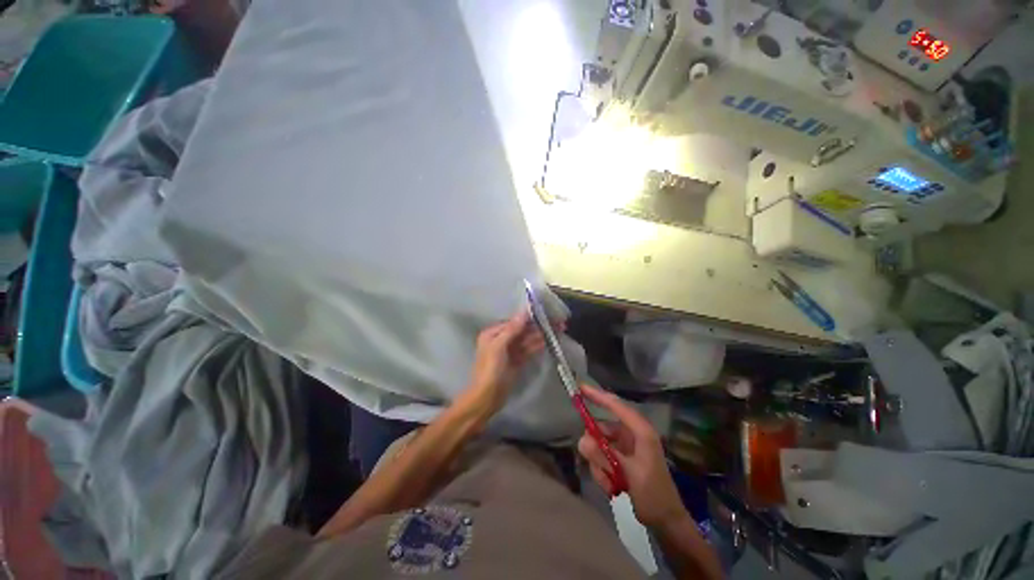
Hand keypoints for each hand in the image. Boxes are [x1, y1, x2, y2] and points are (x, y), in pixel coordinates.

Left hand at [462, 309, 547, 417]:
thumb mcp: (499, 347)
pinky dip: (537, 346)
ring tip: (557, 329)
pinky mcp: (516, 361)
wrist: (487, 397)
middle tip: (556, 322)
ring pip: (527, 340)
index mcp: (493, 333)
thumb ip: (512, 329)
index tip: (544, 312)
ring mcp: (509, 351)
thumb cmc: (490, 369)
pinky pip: (528, 350)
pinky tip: (548, 341)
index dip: (529, 317)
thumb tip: (524, 311)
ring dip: (540, 335)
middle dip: (538, 326)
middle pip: (522, 330)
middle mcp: (501, 340)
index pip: (514, 321)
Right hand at [577, 384, 687, 528]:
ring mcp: (626, 446)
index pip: (616, 406)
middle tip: (596, 463)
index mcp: (640, 431)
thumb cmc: (653, 494)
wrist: (665, 521)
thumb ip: (604, 456)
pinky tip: (610, 486)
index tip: (580, 388)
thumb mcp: (628, 474)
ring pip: (599, 444)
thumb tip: (581, 440)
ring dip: (599, 463)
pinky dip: (601, 469)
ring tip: (609, 482)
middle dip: (596, 447)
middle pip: (602, 428)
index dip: (598, 395)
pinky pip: (601, 456)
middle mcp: (632, 434)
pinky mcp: (621, 457)